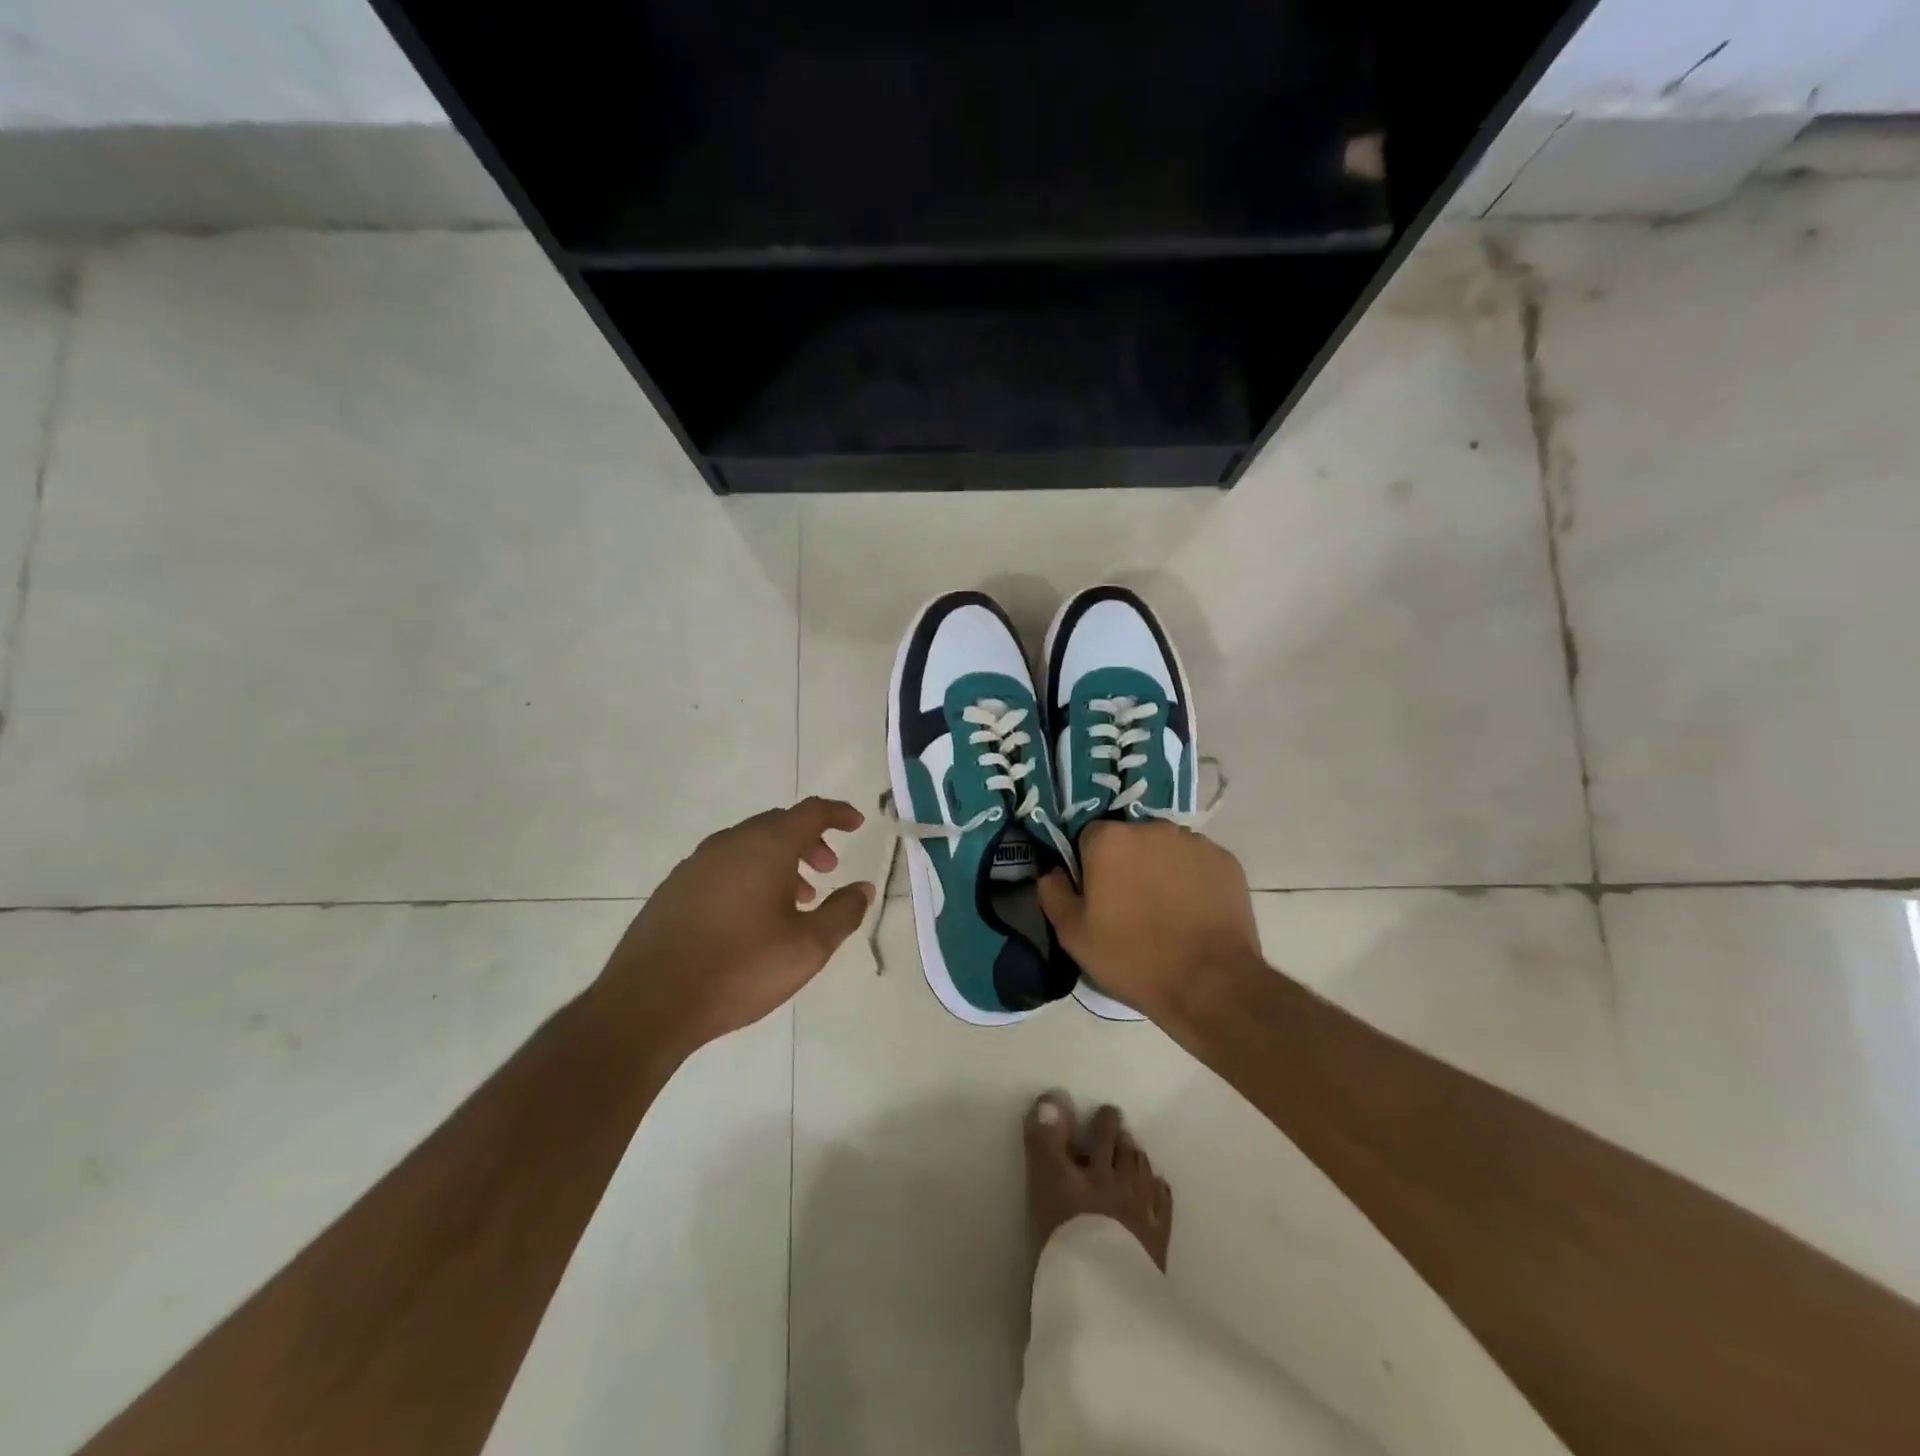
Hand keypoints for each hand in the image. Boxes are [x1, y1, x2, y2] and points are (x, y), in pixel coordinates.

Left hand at [595, 798, 875, 1060]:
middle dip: (809, 841)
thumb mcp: (808, 947)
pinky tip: (751, 916)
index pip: (810, 812)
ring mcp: (696, 865)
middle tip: (828, 869)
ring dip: (779, 861)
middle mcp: (729, 844)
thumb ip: (842, 913)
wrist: (650, 1003)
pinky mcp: (673, 889)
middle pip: (778, 825)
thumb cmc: (740, 968)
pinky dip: (749, 875)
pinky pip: (723, 866)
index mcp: (765, 847)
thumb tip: (863, 888)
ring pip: (748, 846)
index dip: (838, 814)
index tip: (857, 823)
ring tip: (796, 899)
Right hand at [1037, 820, 1263, 1024]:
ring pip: (1164, 848)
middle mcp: (1152, 828)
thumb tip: (1052, 873)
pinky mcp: (1225, 860)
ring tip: (1166, 910)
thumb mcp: (1074, 935)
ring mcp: (1194, 841)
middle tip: (1130, 905)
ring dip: (1159, 868)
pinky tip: (1193, 912)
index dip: (1089, 865)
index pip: (1088, 837)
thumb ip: (1053, 894)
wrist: (1210, 984)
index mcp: (1110, 839)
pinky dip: (1192, 879)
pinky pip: (1197, 862)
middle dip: (1126, 863)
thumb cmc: (1133, 958)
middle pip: (1129, 839)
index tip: (1097, 896)